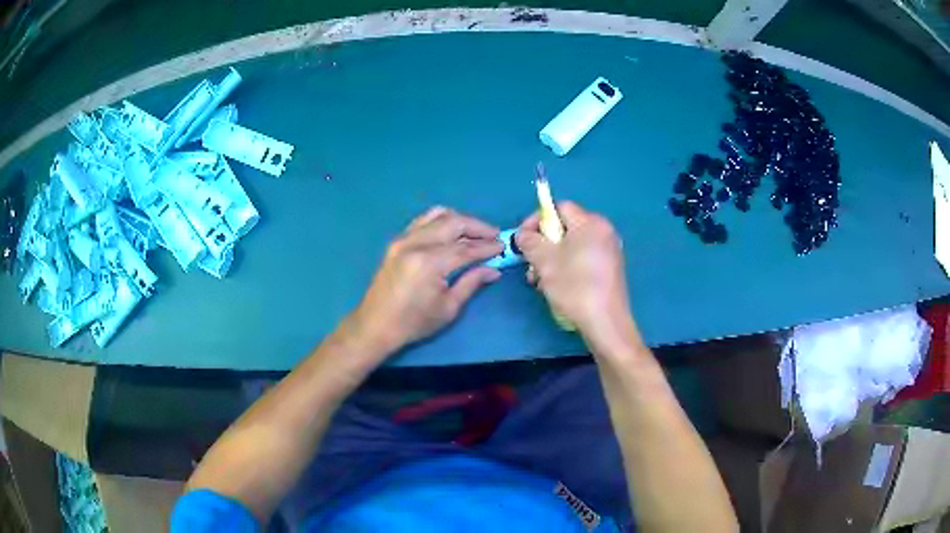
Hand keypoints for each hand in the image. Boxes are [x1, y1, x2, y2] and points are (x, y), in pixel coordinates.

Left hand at [349, 207, 502, 357]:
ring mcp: (403, 239)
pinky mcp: (397, 241)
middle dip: (477, 227)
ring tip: (475, 231)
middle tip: (494, 235)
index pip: (466, 248)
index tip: (503, 246)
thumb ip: (471, 282)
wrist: (375, 324)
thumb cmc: (414, 322)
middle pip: (453, 223)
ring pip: (437, 215)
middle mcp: (416, 244)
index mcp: (429, 263)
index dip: (487, 247)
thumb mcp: (448, 307)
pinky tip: (451, 231)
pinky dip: (441, 220)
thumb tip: (493, 269)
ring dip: (460, 220)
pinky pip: (422, 220)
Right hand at [516, 202, 634, 345]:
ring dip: (551, 260)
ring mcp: (609, 251)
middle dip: (543, 245)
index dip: (536, 220)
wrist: (605, 322)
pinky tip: (557, 286)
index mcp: (591, 223)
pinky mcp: (609, 269)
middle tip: (530, 265)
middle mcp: (604, 232)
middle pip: (565, 228)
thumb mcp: (544, 261)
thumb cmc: (574, 286)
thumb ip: (530, 241)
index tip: (523, 240)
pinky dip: (567, 267)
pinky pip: (583, 259)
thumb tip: (523, 234)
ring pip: (572, 246)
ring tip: (540, 281)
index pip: (559, 208)